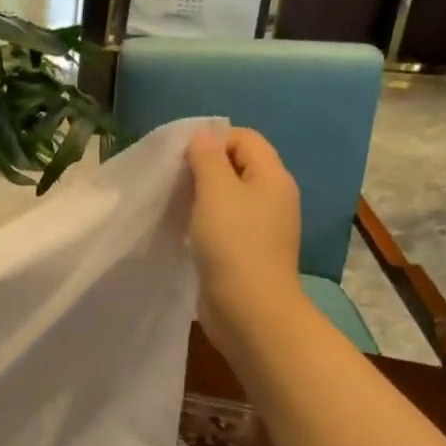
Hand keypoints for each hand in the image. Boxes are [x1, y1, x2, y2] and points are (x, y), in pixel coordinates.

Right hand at [187, 126, 303, 357]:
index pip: (245, 138)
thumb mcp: (216, 191)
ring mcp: (261, 227)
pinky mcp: (246, 251)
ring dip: (200, 195)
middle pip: (237, 166)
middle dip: (203, 167)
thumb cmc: (233, 244)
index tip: (181, 158)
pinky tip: (183, 229)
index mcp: (272, 177)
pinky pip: (224, 223)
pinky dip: (203, 220)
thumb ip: (207, 158)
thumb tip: (203, 135)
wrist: (249, 310)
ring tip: (174, 204)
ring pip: (228, 196)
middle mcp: (272, 198)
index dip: (213, 139)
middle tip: (173, 180)